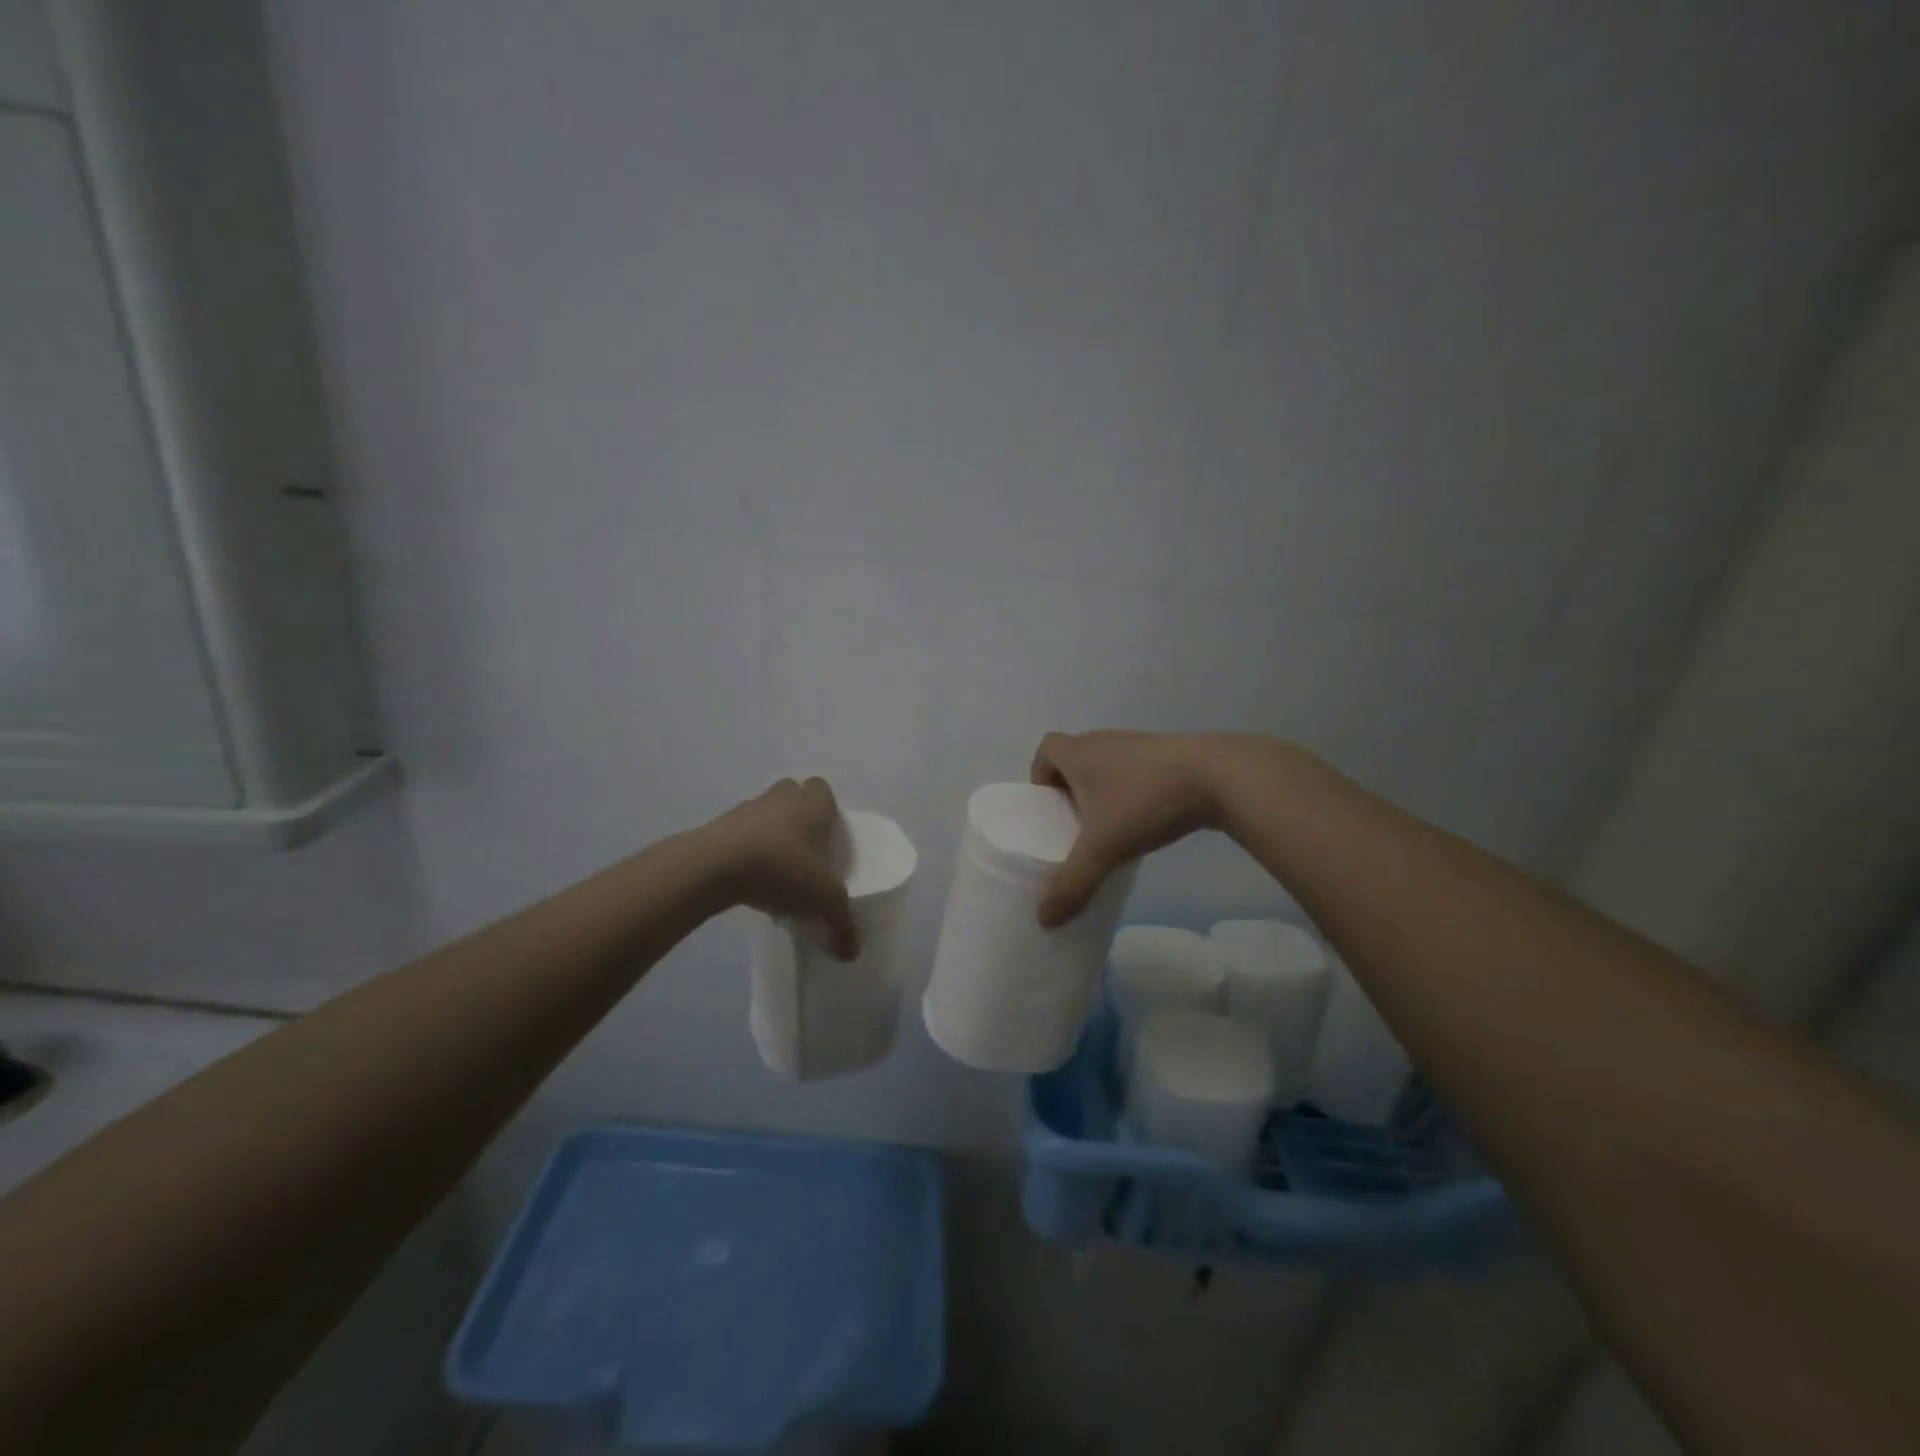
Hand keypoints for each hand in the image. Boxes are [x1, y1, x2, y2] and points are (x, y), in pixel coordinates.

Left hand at [702, 778, 859, 958]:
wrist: (713, 867)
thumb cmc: (781, 867)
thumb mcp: (823, 900)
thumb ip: (842, 924)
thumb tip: (852, 952)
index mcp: (810, 803)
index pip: (822, 791)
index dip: (827, 811)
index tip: (829, 839)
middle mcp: (778, 798)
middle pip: (792, 798)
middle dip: (799, 821)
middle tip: (806, 855)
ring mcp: (743, 812)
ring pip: (763, 818)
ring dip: (769, 839)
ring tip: (776, 876)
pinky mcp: (715, 831)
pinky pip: (737, 838)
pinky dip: (745, 855)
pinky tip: (750, 885)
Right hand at [1030, 731, 1227, 926]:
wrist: (1220, 776)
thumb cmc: (1146, 802)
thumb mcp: (1103, 849)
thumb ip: (1072, 885)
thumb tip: (1044, 919)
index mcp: (1080, 753)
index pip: (1046, 750)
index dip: (1040, 776)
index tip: (1050, 809)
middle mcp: (1106, 741)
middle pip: (1076, 758)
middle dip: (1070, 790)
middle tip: (1077, 827)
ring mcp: (1141, 745)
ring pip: (1108, 765)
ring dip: (1103, 792)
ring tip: (1112, 829)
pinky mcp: (1171, 755)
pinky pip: (1138, 771)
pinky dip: (1134, 792)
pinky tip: (1148, 822)